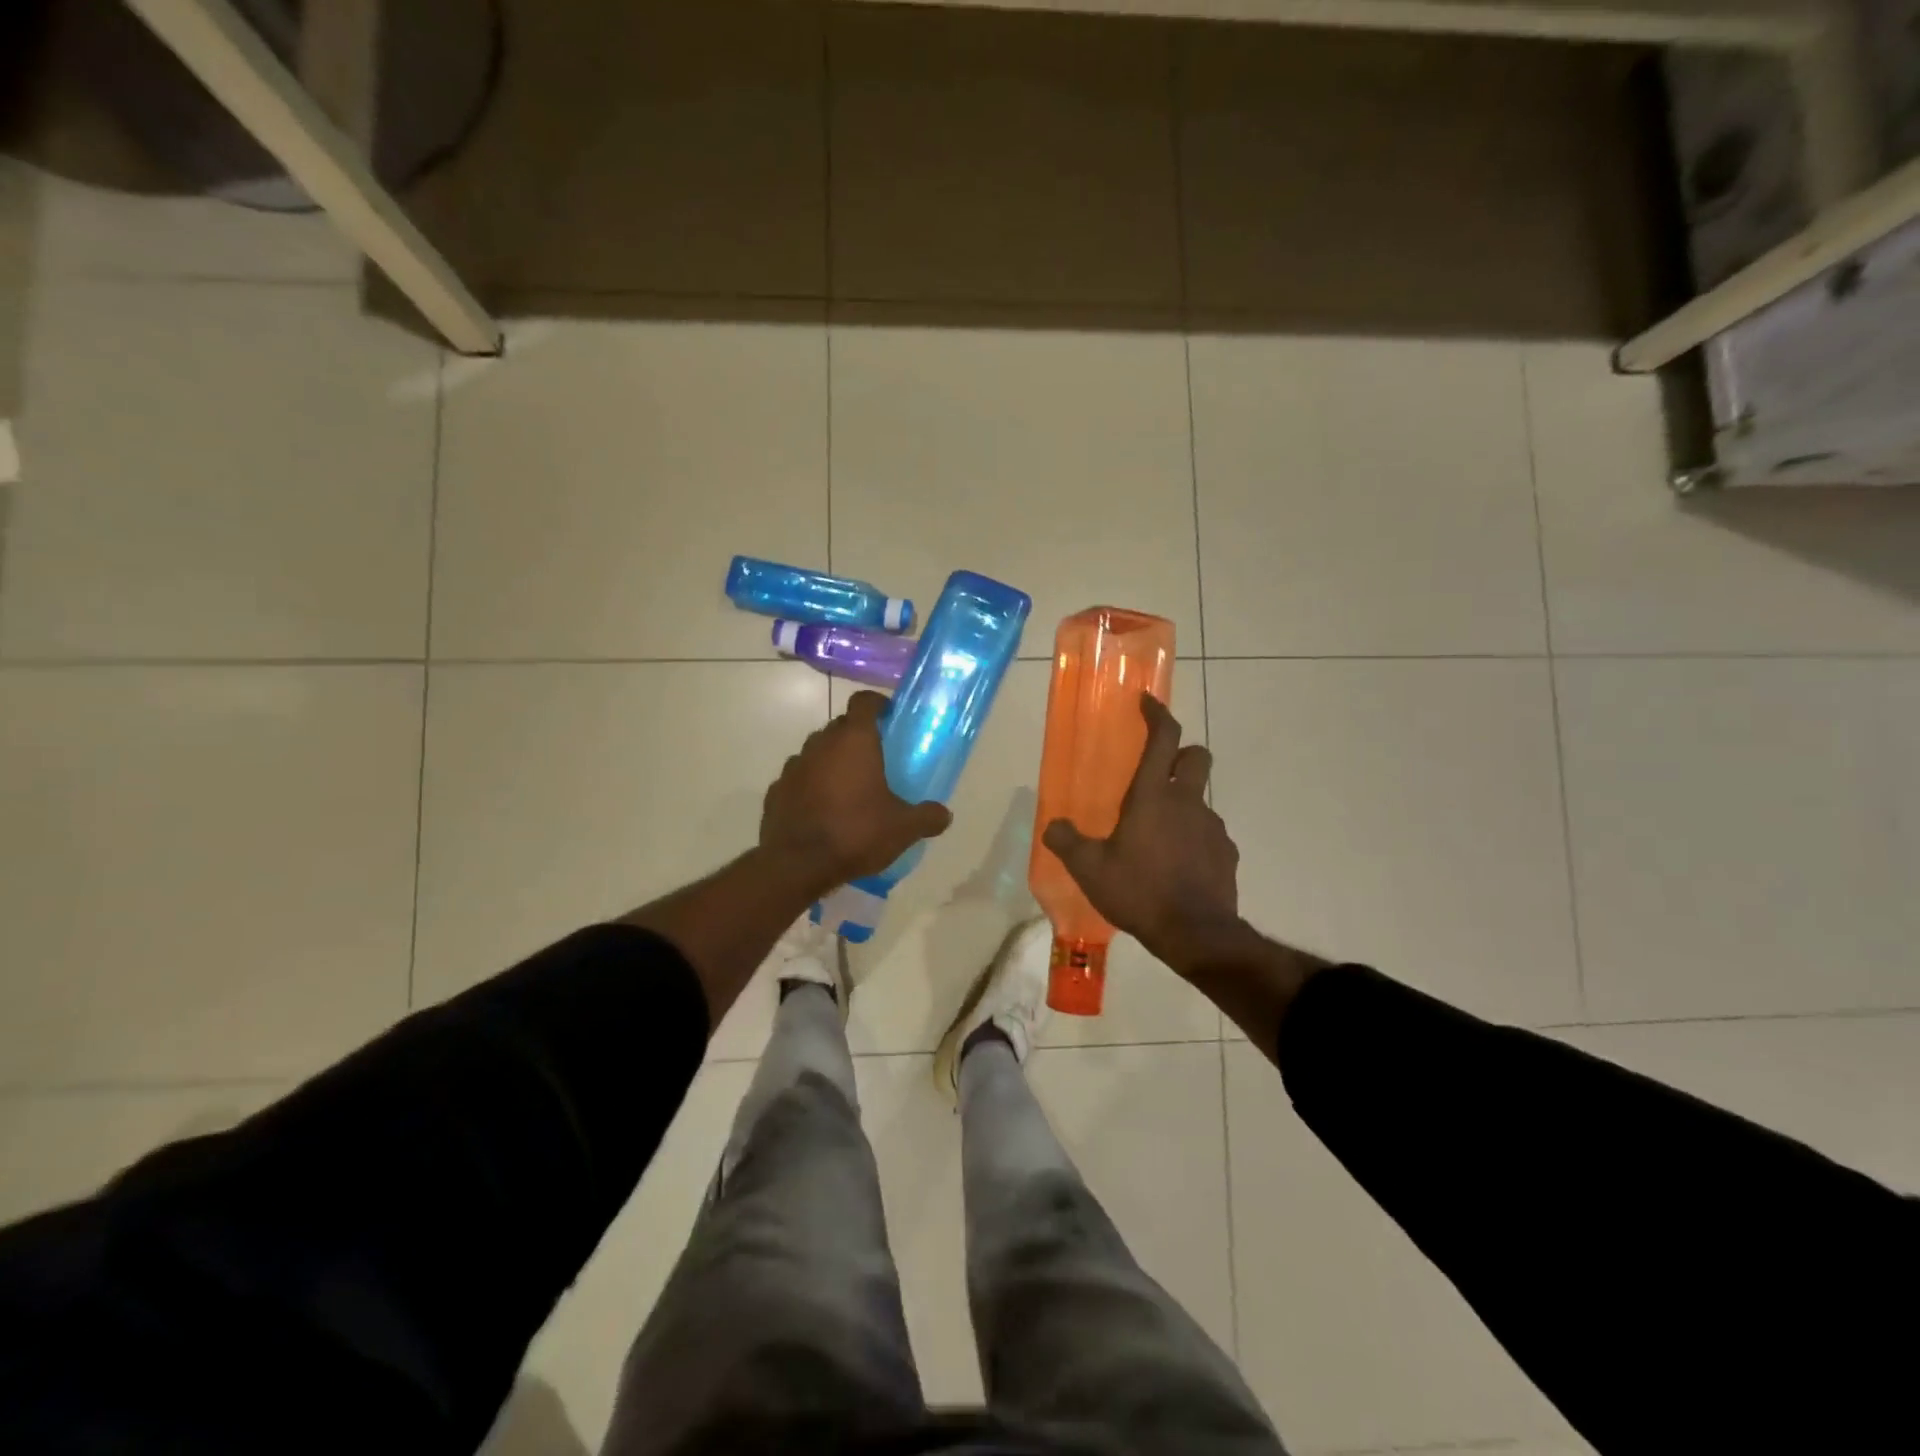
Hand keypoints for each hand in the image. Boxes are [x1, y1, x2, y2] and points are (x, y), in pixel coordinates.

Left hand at [760, 690, 951, 893]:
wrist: (797, 864)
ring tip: (847, 788)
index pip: (863, 702)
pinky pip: (798, 778)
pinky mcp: (776, 790)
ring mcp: (794, 766)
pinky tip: (821, 809)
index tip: (888, 716)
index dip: (877, 704)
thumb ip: (927, 817)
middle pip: (840, 726)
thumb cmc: (856, 833)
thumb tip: (944, 814)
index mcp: (854, 741)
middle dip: (856, 736)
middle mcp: (820, 744)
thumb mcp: (902, 829)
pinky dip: (810, 785)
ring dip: (831, 761)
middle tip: (875, 759)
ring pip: (816, 751)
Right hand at [1042, 694, 1249, 978]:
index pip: (1163, 739)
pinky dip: (1193, 839)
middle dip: (1180, 753)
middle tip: (1157, 773)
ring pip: (1200, 800)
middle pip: (1196, 756)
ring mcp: (1212, 828)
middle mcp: (1187, 802)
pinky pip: (1208, 834)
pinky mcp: (1226, 854)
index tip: (1148, 703)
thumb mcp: (1089, 870)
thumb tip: (1052, 826)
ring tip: (1158, 838)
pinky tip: (1177, 866)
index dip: (1157, 715)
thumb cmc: (1139, 892)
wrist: (1196, 934)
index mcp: (1153, 796)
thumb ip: (1066, 843)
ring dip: (1182, 805)